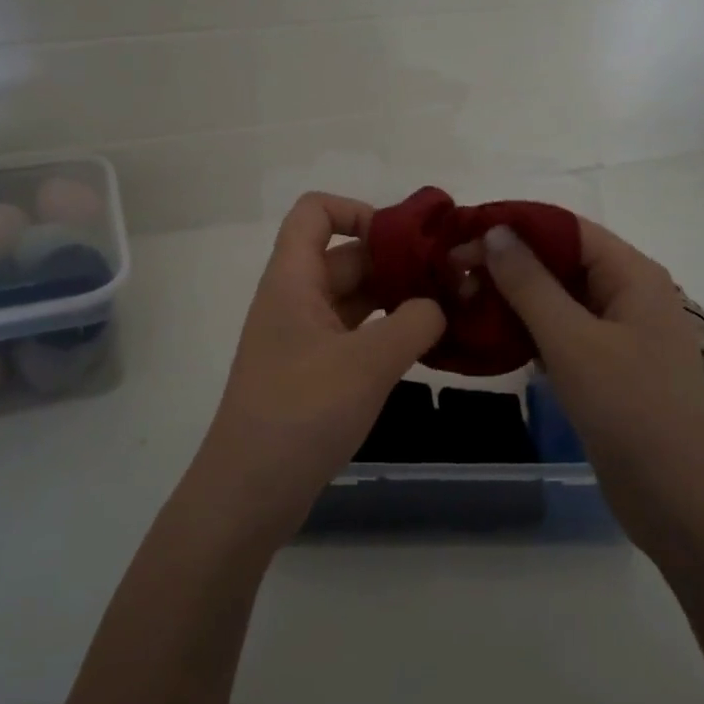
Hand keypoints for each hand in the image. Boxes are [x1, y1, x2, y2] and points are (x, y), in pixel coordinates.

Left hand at [187, 193, 444, 548]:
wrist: (249, 492)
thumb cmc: (302, 413)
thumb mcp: (368, 363)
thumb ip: (414, 323)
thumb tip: (437, 307)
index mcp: (293, 280)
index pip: (315, 212)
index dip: (358, 211)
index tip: (407, 241)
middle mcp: (295, 300)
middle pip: (346, 256)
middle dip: (397, 261)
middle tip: (454, 278)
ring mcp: (303, 338)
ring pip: (354, 298)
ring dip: (397, 299)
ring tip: (450, 310)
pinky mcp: (313, 373)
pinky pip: (354, 335)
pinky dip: (387, 333)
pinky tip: (424, 347)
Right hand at [473, 219, 703, 552]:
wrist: (681, 501)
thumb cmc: (631, 409)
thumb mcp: (573, 341)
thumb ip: (531, 283)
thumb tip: (495, 231)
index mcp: (632, 275)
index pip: (566, 229)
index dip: (513, 226)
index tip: (460, 237)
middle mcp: (628, 295)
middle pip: (561, 261)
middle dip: (508, 263)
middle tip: (451, 275)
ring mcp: (619, 335)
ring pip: (558, 300)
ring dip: (513, 298)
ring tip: (461, 302)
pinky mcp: (607, 370)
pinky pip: (562, 334)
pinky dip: (528, 331)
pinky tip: (491, 339)